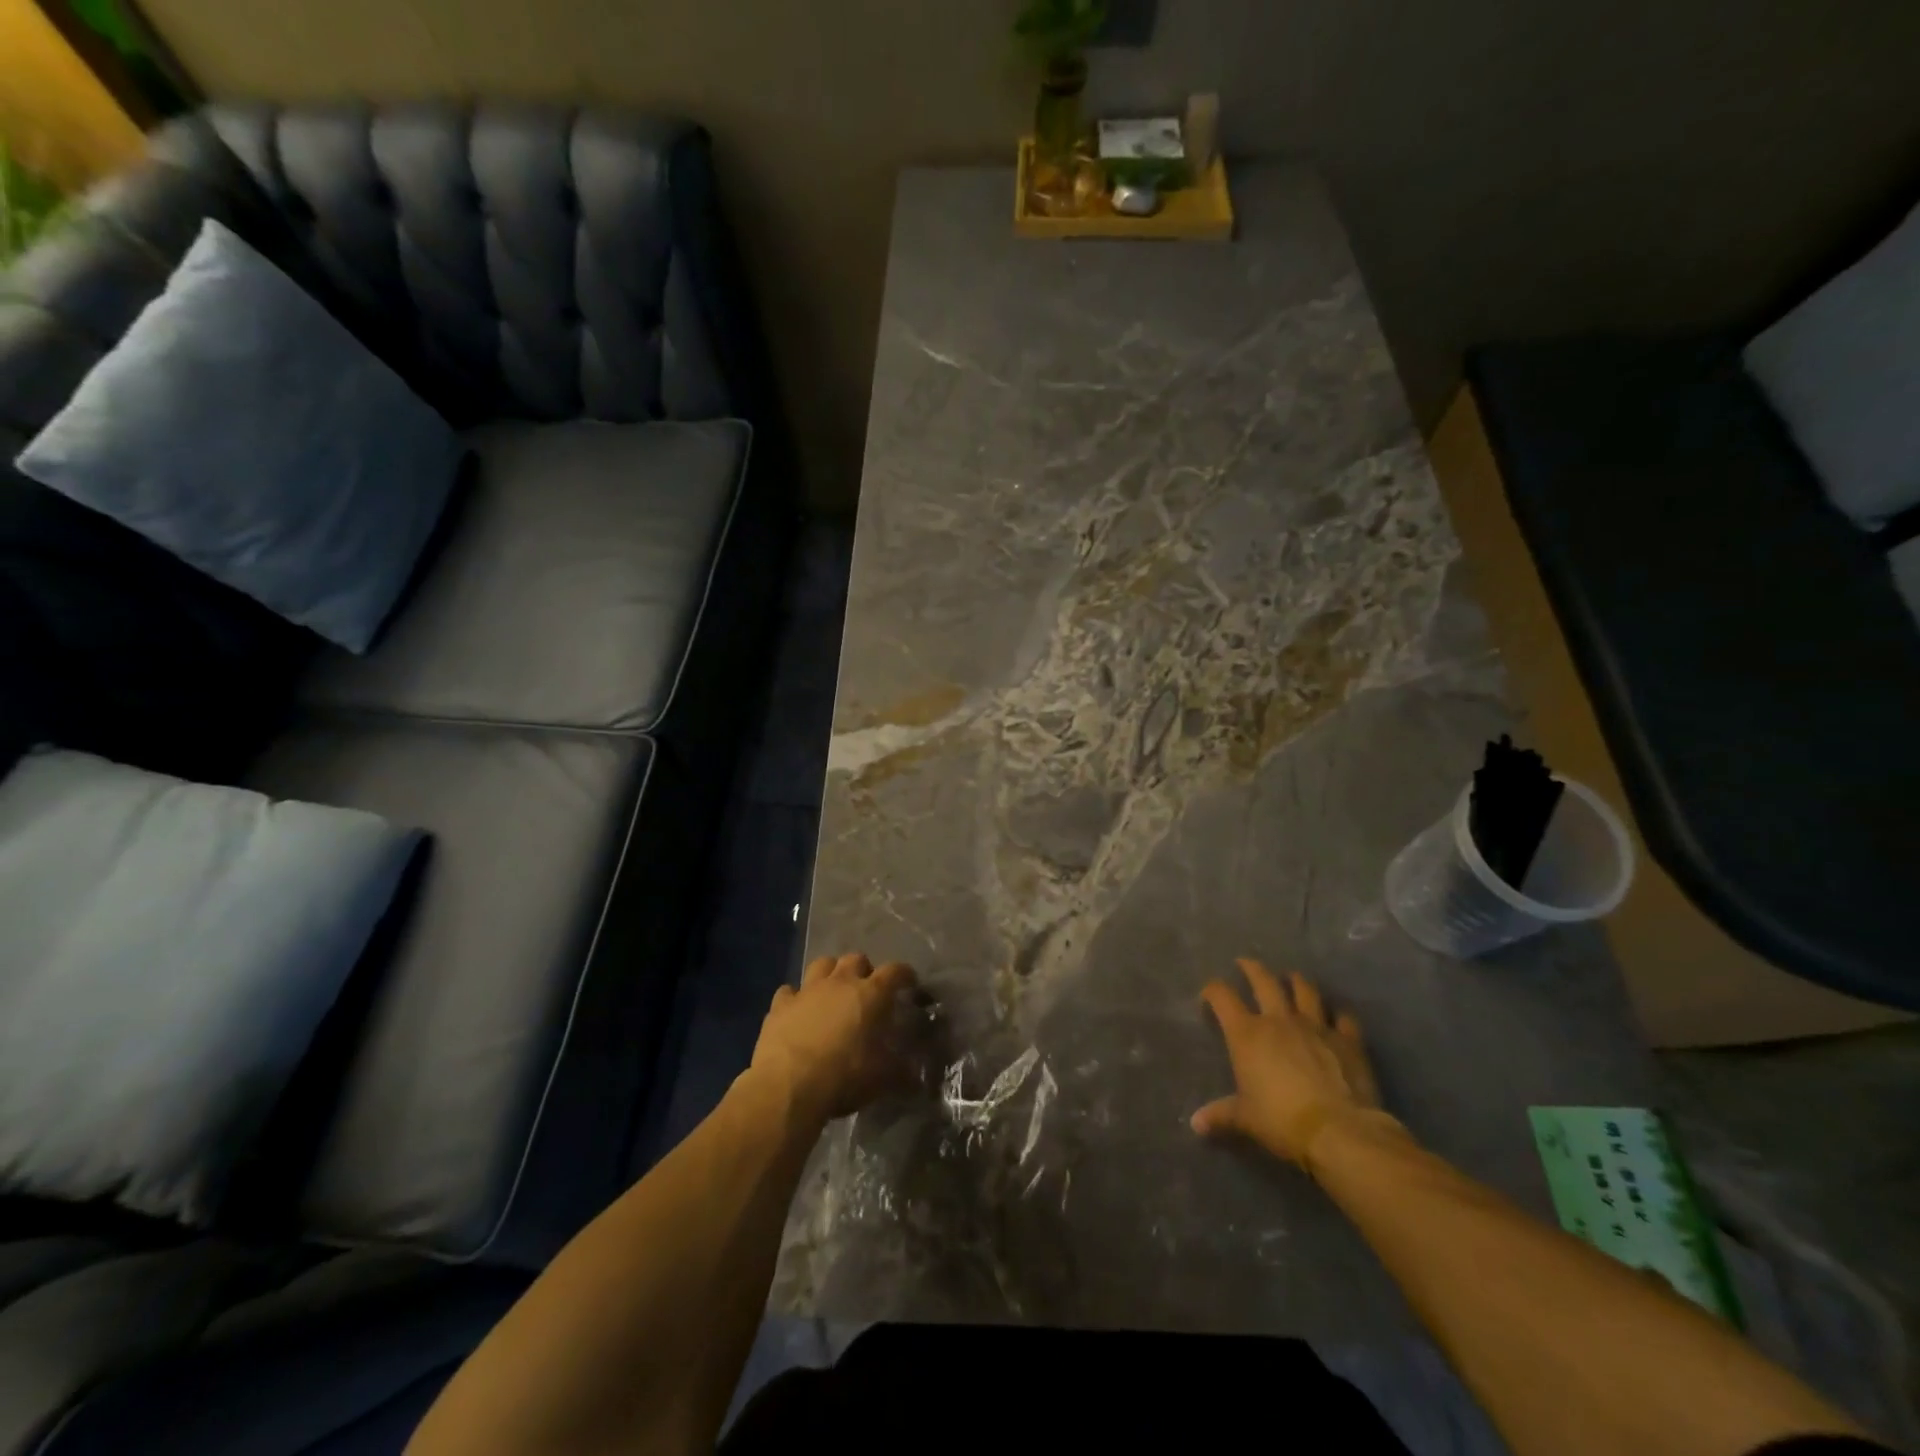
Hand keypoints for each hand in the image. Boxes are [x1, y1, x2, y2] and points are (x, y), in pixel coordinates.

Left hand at [751, 953, 916, 1125]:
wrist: (788, 1086)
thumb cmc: (844, 1076)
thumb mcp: (882, 1078)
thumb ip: (901, 1072)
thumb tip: (915, 1075)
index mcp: (871, 994)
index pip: (894, 972)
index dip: (904, 974)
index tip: (909, 982)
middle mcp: (840, 982)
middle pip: (856, 958)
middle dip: (864, 970)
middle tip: (867, 990)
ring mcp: (807, 990)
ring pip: (822, 964)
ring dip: (830, 973)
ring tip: (833, 991)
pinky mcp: (780, 1005)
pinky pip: (789, 991)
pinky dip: (795, 998)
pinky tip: (797, 1011)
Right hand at [1192, 958, 1382, 1164]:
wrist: (1339, 1130)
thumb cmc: (1281, 1121)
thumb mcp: (1245, 1119)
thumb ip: (1220, 1115)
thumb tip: (1196, 1124)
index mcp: (1247, 1033)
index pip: (1222, 997)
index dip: (1213, 991)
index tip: (1209, 995)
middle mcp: (1279, 1020)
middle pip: (1263, 980)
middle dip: (1252, 968)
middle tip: (1245, 963)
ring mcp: (1315, 1025)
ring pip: (1304, 990)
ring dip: (1296, 980)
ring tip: (1291, 977)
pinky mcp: (1347, 1039)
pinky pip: (1343, 1017)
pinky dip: (1338, 1013)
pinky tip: (1336, 1015)